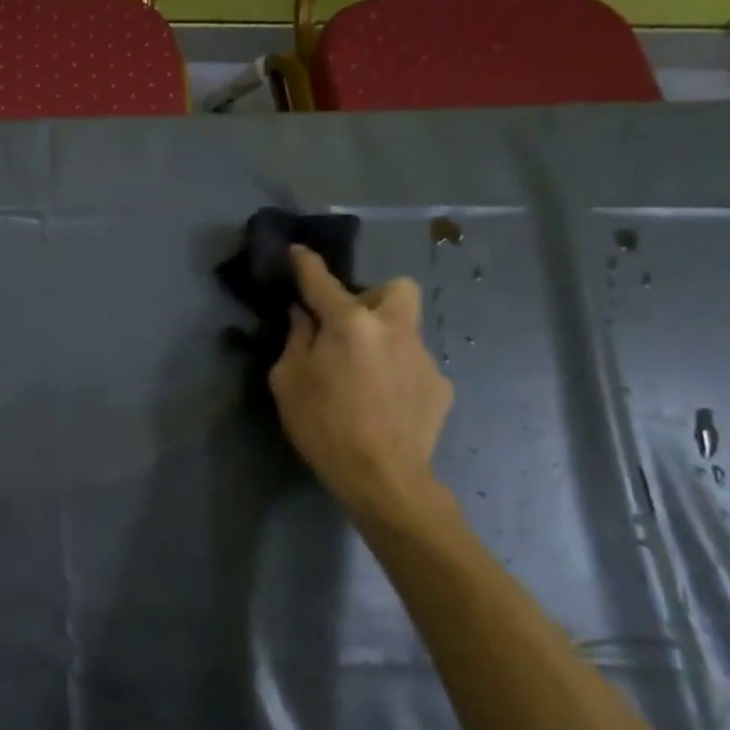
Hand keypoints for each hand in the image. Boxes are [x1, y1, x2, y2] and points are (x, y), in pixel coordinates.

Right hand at [269, 246, 453, 523]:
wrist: (383, 478)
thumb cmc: (324, 426)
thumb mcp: (288, 382)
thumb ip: (297, 341)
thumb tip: (304, 316)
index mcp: (350, 324)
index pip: (323, 282)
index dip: (306, 264)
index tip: (297, 251)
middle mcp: (393, 329)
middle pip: (395, 289)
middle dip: (373, 297)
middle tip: (349, 326)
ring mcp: (423, 356)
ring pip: (406, 329)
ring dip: (384, 339)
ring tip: (364, 374)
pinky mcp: (440, 385)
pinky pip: (414, 364)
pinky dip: (397, 372)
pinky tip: (384, 401)